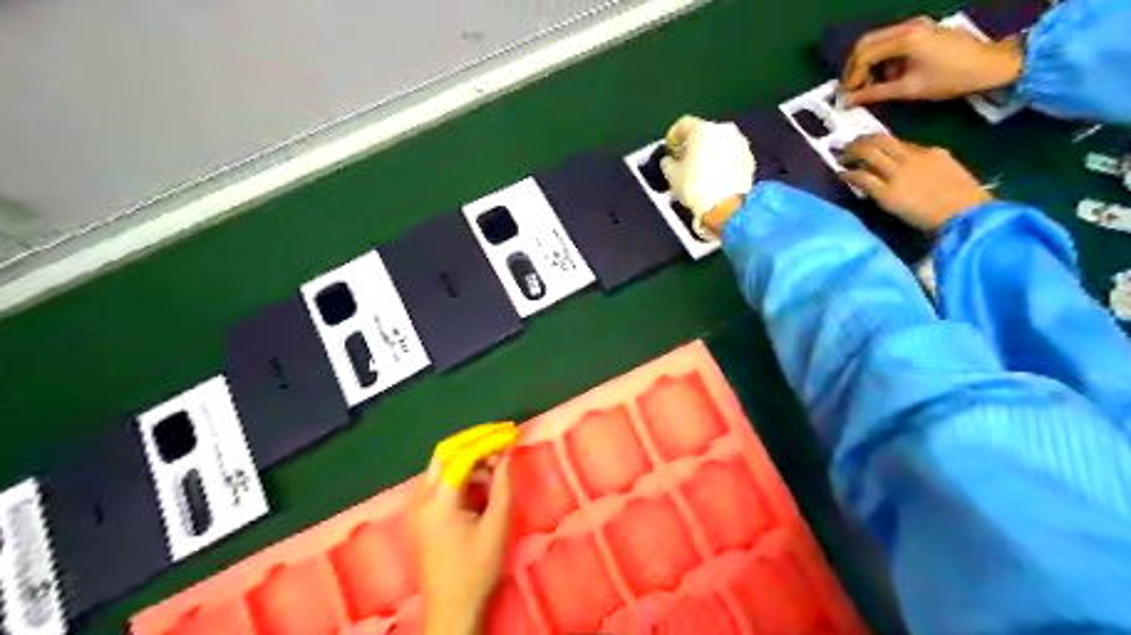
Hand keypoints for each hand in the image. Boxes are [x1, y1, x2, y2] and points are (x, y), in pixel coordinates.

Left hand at [413, 425, 517, 634]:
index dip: (489, 439)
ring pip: (441, 464)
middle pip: (446, 452)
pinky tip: (482, 477)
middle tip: (501, 433)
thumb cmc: (475, 570)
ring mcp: (417, 506)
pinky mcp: (421, 514)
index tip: (512, 432)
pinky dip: (462, 471)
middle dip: (475, 438)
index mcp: (437, 501)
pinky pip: (440, 480)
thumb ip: (502, 487)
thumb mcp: (496, 527)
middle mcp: (421, 497)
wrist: (451, 609)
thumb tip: (507, 455)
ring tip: (497, 456)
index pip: (462, 455)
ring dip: (469, 455)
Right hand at [659, 114, 753, 232]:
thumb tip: (669, 161)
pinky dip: (723, 161)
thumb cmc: (695, 186)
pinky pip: (731, 155)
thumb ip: (668, 163)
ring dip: (710, 152)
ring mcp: (740, 143)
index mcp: (702, 129)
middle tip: (685, 160)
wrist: (726, 205)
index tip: (670, 149)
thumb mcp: (672, 176)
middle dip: (694, 144)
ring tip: (702, 170)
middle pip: (704, 132)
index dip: (674, 136)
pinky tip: (716, 177)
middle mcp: (724, 129)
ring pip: (720, 143)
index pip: (684, 124)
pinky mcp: (750, 158)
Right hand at [838, 17, 1027, 106]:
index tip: (848, 95)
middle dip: (854, 68)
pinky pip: (888, 44)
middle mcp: (907, 27)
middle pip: (865, 44)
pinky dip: (880, 61)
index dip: (851, 76)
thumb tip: (849, 100)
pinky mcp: (918, 32)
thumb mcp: (909, 89)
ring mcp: (914, 27)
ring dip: (867, 65)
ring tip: (869, 87)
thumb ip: (875, 93)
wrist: (990, 65)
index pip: (864, 53)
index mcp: (905, 38)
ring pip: (875, 43)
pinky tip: (885, 78)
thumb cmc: (951, 78)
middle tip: (852, 90)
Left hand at [838, 134, 991, 229]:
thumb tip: (911, 166)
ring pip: (868, 153)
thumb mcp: (950, 172)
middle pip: (880, 141)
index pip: (898, 141)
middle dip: (861, 141)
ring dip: (851, 154)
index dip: (879, 142)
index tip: (868, 145)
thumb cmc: (964, 200)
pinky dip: (848, 174)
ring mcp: (897, 175)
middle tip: (848, 147)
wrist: (965, 215)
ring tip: (842, 158)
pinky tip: (841, 174)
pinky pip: (861, 178)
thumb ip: (930, 165)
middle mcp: (911, 158)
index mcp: (930, 152)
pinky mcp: (886, 193)